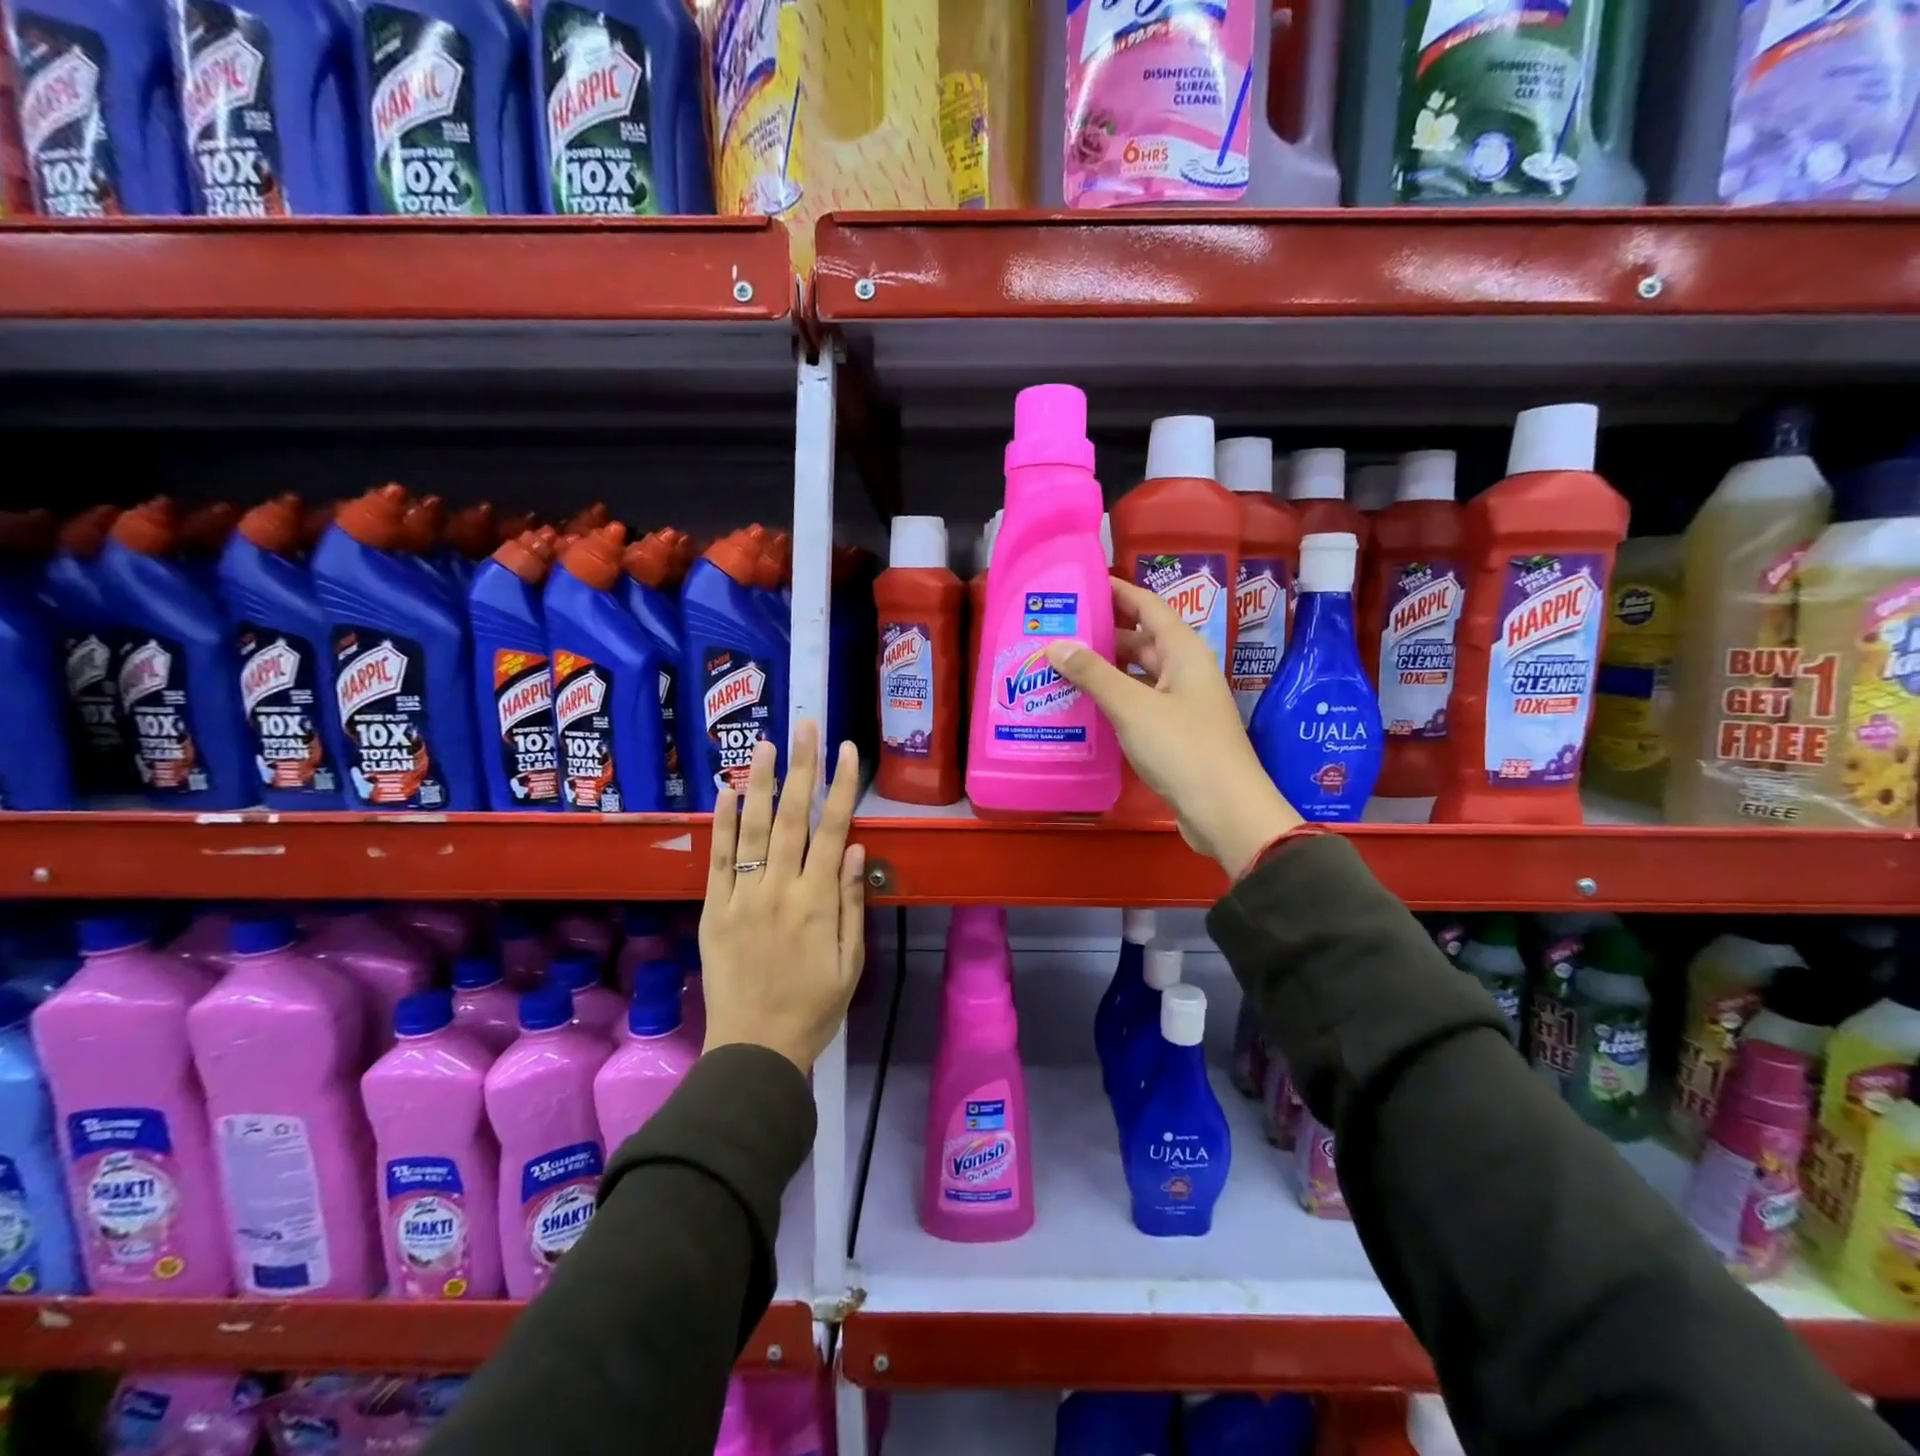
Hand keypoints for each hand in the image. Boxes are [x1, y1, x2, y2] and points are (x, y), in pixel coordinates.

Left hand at [700, 721, 866, 1071]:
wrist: (754, 1049)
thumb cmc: (814, 1007)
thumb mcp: (850, 962)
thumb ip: (852, 903)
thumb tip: (857, 849)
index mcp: (818, 902)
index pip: (834, 830)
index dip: (842, 787)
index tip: (848, 750)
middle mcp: (780, 889)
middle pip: (793, 818)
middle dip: (802, 768)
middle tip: (804, 726)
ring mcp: (743, 897)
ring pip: (752, 830)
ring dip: (761, 783)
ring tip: (765, 744)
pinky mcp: (714, 910)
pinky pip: (718, 860)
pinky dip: (722, 824)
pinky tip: (727, 793)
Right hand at [1046, 577, 1301, 879]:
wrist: (1224, 811)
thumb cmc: (1183, 749)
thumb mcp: (1133, 707)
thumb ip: (1093, 674)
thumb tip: (1056, 644)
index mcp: (1182, 651)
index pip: (1146, 605)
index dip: (1115, 590)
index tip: (1078, 584)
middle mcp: (1183, 670)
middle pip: (1137, 640)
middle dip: (1099, 634)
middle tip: (1054, 632)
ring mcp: (1179, 703)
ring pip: (1135, 675)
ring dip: (1101, 671)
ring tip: (1057, 668)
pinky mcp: (1172, 733)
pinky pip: (1136, 704)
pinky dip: (1110, 700)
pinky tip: (1079, 707)